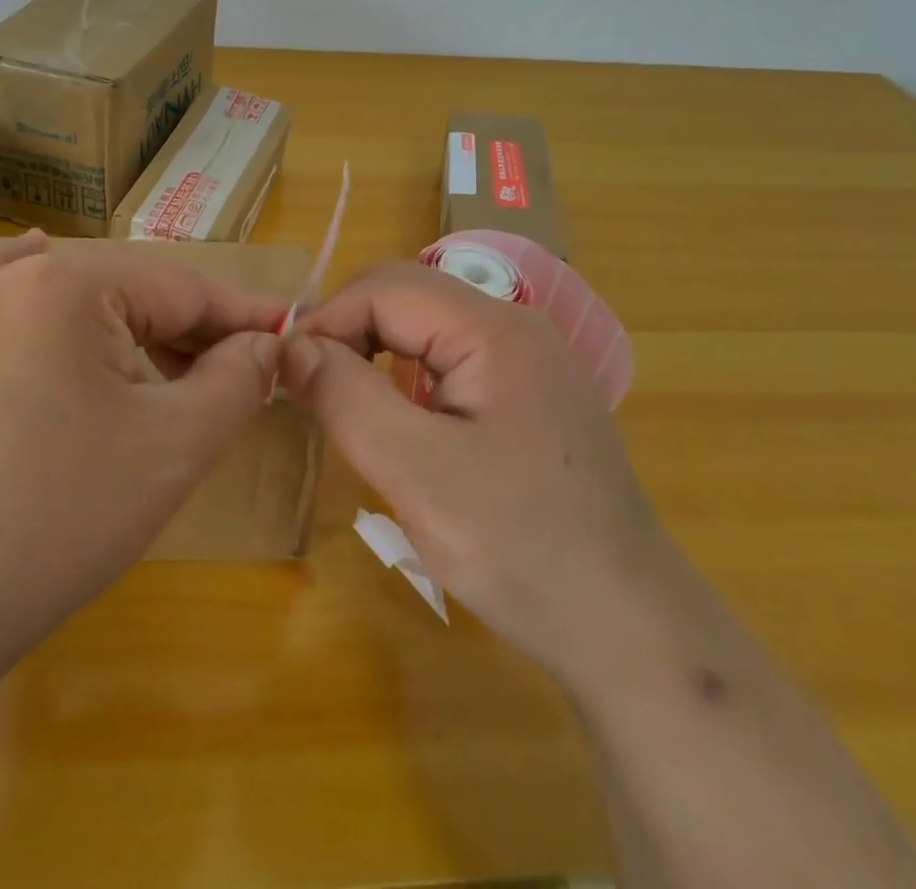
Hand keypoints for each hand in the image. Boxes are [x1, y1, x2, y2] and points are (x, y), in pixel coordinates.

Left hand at [0, 232, 285, 702]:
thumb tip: (265, 345)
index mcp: (70, 281)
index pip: (185, 288)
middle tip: (238, 376)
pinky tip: (52, 289)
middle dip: (191, 331)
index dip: (245, 318)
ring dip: (134, 328)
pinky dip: (49, 299)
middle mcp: (12, 277)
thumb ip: (236, 381)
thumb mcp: (172, 448)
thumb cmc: (51, 519)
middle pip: (132, 290)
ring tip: (173, 367)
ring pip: (77, 296)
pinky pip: (7, 300)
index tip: (290, 340)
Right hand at [284, 262, 659, 668]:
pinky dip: (410, 376)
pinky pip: (454, 360)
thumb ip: (347, 397)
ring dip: (377, 351)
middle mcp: (517, 327)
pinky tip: (400, 419)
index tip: (288, 371)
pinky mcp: (533, 394)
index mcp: (495, 329)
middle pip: (410, 298)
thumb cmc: (519, 547)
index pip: (388, 288)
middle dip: (350, 330)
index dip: (328, 318)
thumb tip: (294, 346)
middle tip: (309, 385)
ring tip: (343, 400)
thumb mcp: (415, 473)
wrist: (627, 627)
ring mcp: (531, 360)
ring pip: (430, 328)